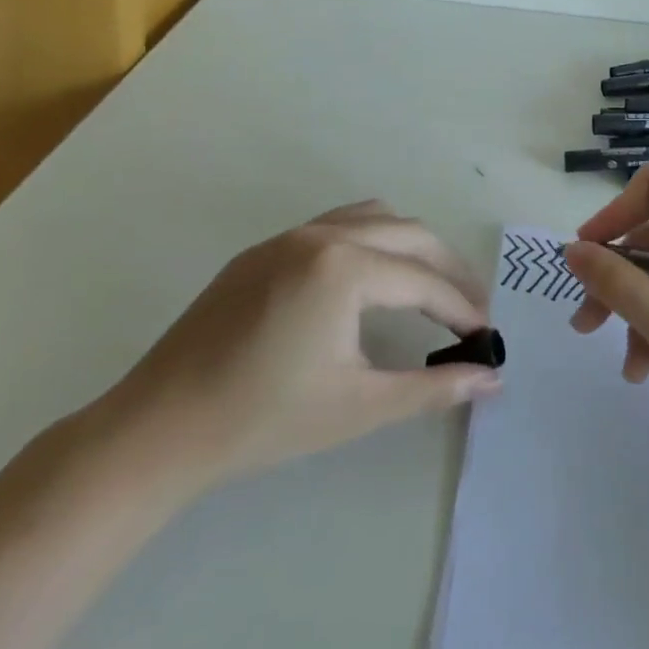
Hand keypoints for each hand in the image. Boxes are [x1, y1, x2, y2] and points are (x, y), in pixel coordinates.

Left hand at [96, 201, 498, 496]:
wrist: (156, 431)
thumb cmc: (263, 420)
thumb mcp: (359, 406)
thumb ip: (433, 388)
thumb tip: (492, 380)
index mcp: (345, 268)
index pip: (424, 283)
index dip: (462, 309)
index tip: (486, 336)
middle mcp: (323, 235)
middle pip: (411, 235)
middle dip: (448, 269)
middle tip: (471, 307)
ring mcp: (289, 237)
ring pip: (374, 217)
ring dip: (411, 246)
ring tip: (428, 286)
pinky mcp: (264, 250)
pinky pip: (336, 225)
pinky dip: (371, 240)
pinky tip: (369, 280)